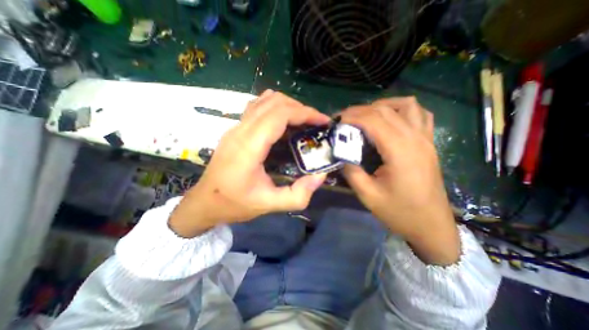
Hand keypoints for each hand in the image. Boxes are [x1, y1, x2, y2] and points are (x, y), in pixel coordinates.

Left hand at [169, 90, 330, 236]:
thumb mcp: (269, 205)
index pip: (279, 115)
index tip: (322, 121)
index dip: (305, 113)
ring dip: (289, 106)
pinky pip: (257, 107)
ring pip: (265, 101)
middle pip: (274, 103)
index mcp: (249, 147)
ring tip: (303, 121)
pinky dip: (276, 107)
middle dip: (301, 108)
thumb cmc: (234, 204)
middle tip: (316, 123)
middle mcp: (240, 130)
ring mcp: (235, 127)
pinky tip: (284, 122)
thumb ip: (297, 195)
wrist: (204, 202)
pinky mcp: (235, 129)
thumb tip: (320, 176)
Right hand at [341, 96, 459, 264]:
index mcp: (400, 151)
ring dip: (382, 105)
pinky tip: (390, 119)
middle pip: (385, 110)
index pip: (373, 121)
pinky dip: (402, 110)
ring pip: (405, 105)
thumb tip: (341, 152)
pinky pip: (419, 114)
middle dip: (359, 110)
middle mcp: (415, 139)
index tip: (335, 121)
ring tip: (365, 116)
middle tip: (343, 119)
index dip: (351, 117)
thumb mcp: (367, 195)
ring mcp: (425, 139)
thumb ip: (351, 170)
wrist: (431, 226)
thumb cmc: (399, 212)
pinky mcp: (429, 143)